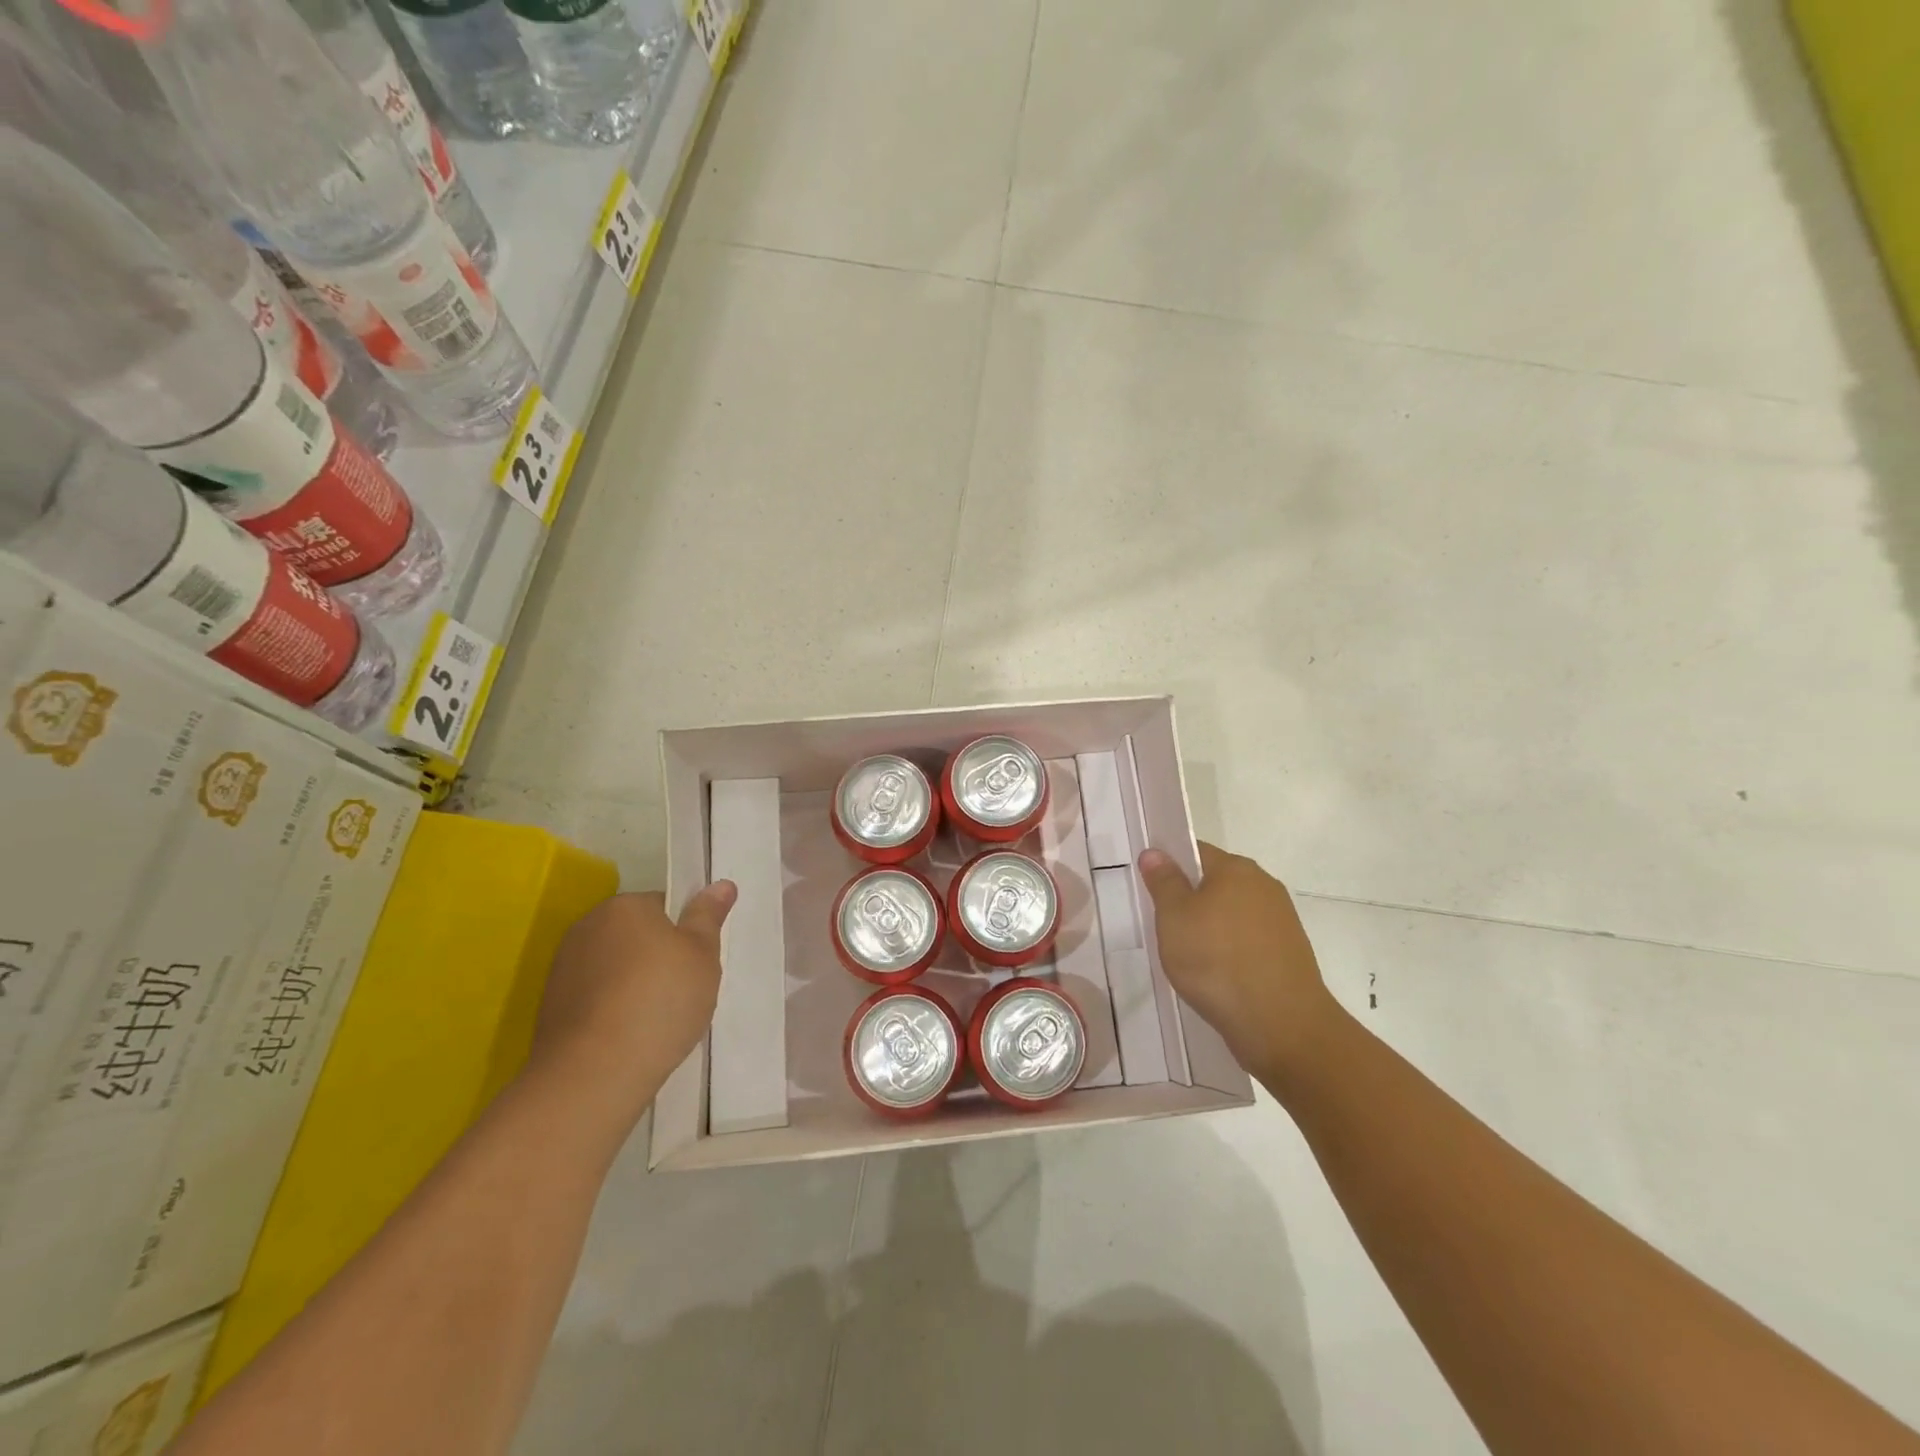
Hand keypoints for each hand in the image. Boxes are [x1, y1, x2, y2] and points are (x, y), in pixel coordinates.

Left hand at [526, 882, 735, 1131]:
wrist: (593, 1074)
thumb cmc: (659, 1002)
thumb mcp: (702, 955)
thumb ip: (708, 916)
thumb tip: (722, 883)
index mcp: (624, 906)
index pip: (664, 906)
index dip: (686, 934)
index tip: (697, 964)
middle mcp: (587, 927)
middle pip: (636, 935)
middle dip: (658, 957)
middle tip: (683, 991)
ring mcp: (563, 968)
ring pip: (615, 967)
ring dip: (633, 984)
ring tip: (656, 1020)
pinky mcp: (550, 1007)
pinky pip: (595, 997)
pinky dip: (612, 1010)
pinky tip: (629, 1036)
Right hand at [1138, 843, 1344, 1091]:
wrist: (1282, 1026)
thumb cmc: (1217, 962)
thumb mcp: (1174, 918)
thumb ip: (1163, 881)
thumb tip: (1155, 852)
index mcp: (1236, 869)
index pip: (1195, 851)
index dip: (1169, 865)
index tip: (1150, 889)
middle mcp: (1264, 886)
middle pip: (1215, 882)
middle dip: (1189, 899)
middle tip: (1162, 925)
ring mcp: (1281, 920)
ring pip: (1232, 913)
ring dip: (1210, 927)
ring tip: (1187, 956)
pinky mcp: (1289, 953)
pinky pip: (1248, 941)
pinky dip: (1229, 951)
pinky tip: (1215, 975)